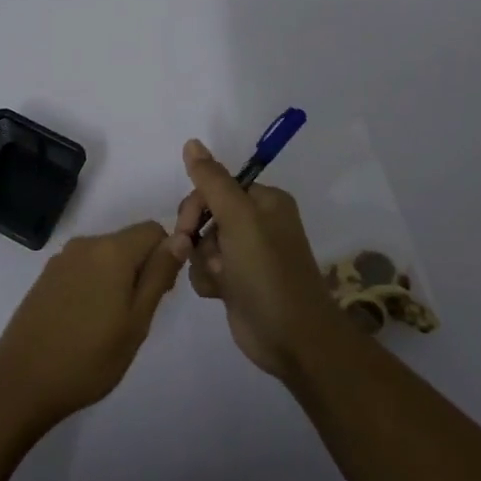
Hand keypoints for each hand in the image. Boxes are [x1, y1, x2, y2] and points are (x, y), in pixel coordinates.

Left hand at [0, 221, 184, 433]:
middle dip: (141, 269)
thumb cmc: (88, 357)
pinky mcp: (46, 277)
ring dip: (118, 279)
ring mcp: (62, 259)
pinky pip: (84, 268)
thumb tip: (181, 238)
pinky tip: (86, 322)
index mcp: (112, 250)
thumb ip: (159, 275)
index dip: (166, 255)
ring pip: (106, 256)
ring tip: (110, 324)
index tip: (160, 293)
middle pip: (129, 242)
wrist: (20, 382)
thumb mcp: (136, 322)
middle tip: (136, 317)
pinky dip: (95, 285)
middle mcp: (86, 244)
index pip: (154, 230)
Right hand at [173, 139, 340, 378]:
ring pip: (203, 244)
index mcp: (265, 201)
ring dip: (203, 261)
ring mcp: (247, 254)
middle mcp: (257, 223)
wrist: (292, 338)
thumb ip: (212, 180)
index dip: (198, 204)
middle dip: (197, 234)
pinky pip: (207, 269)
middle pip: (206, 213)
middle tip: (192, 251)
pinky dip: (207, 279)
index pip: (217, 186)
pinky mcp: (238, 282)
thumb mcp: (239, 219)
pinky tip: (218, 294)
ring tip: (219, 278)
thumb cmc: (268, 272)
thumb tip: (192, 142)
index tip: (188, 226)